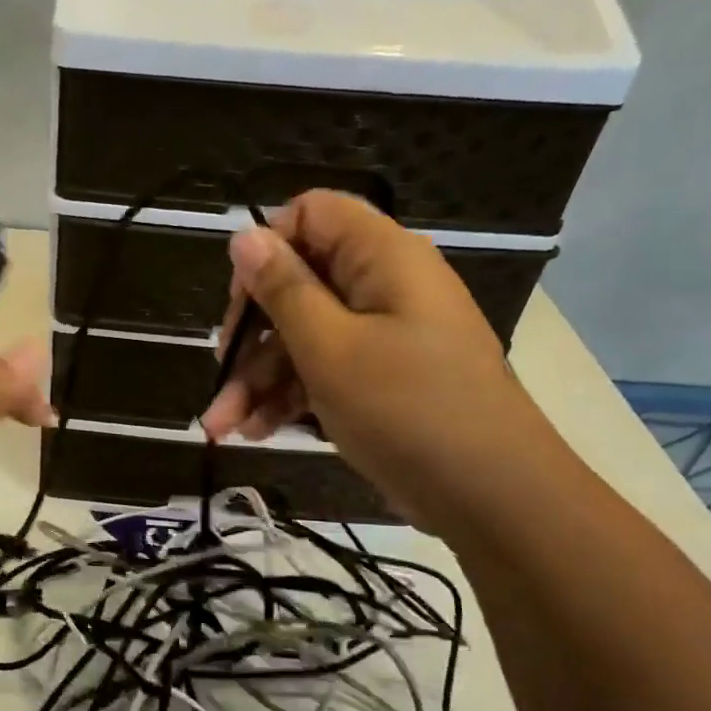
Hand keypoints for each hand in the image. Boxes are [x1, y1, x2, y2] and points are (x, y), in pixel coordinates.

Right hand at [198, 190, 562, 534]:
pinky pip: (325, 369)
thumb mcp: (329, 348)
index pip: (311, 214)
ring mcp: (385, 335)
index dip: (267, 247)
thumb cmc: (406, 409)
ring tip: (224, 426)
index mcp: (381, 257)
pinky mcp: (383, 378)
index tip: (238, 301)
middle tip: (220, 376)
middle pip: (299, 284)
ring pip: (305, 336)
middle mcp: (384, 285)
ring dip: (259, 378)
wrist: (491, 496)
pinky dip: (289, 396)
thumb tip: (245, 235)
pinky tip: (256, 432)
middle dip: (251, 335)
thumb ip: (283, 289)